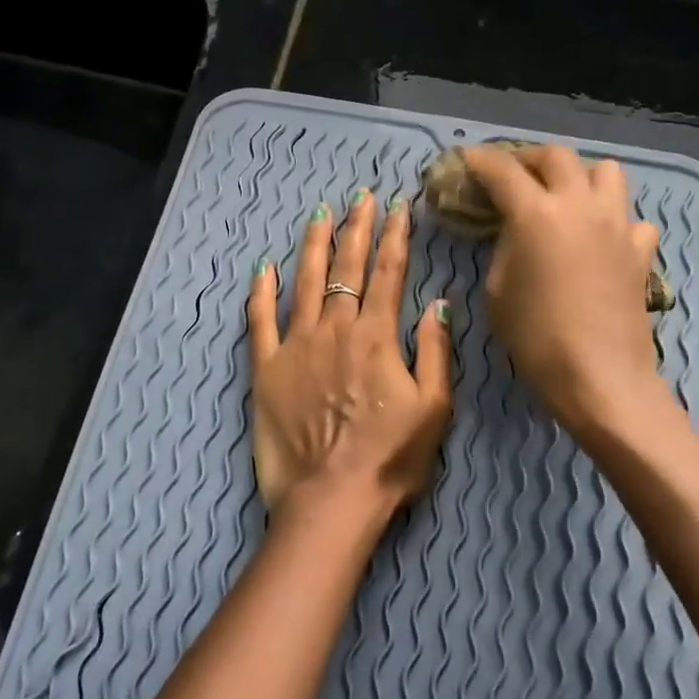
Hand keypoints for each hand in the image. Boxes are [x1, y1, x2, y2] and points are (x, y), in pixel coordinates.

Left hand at [246, 188, 452, 527]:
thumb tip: (437, 301)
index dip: (395, 236)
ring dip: (313, 245)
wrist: (331, 500)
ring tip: (319, 214)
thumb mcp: (435, 408)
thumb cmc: (391, 459)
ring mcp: (296, 346)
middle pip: (347, 267)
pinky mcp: (266, 368)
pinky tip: (263, 266)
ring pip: (305, 282)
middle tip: (360, 198)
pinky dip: (261, 292)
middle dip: (356, 228)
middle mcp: (336, 330)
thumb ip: (435, 350)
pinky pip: (260, 321)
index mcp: (377, 337)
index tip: (398, 207)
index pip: (389, 273)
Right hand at [459, 145, 664, 438]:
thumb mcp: (498, 291)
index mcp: (536, 213)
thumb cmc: (537, 339)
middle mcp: (579, 205)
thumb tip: (514, 231)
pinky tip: (601, 239)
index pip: (501, 169)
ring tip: (563, 195)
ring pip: (604, 170)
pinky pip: (630, 217)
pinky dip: (613, 219)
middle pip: (555, 155)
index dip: (479, 159)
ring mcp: (616, 224)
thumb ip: (504, 248)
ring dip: (578, 175)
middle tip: (511, 174)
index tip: (466, 160)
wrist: (601, 377)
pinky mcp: (640, 249)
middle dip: (527, 158)